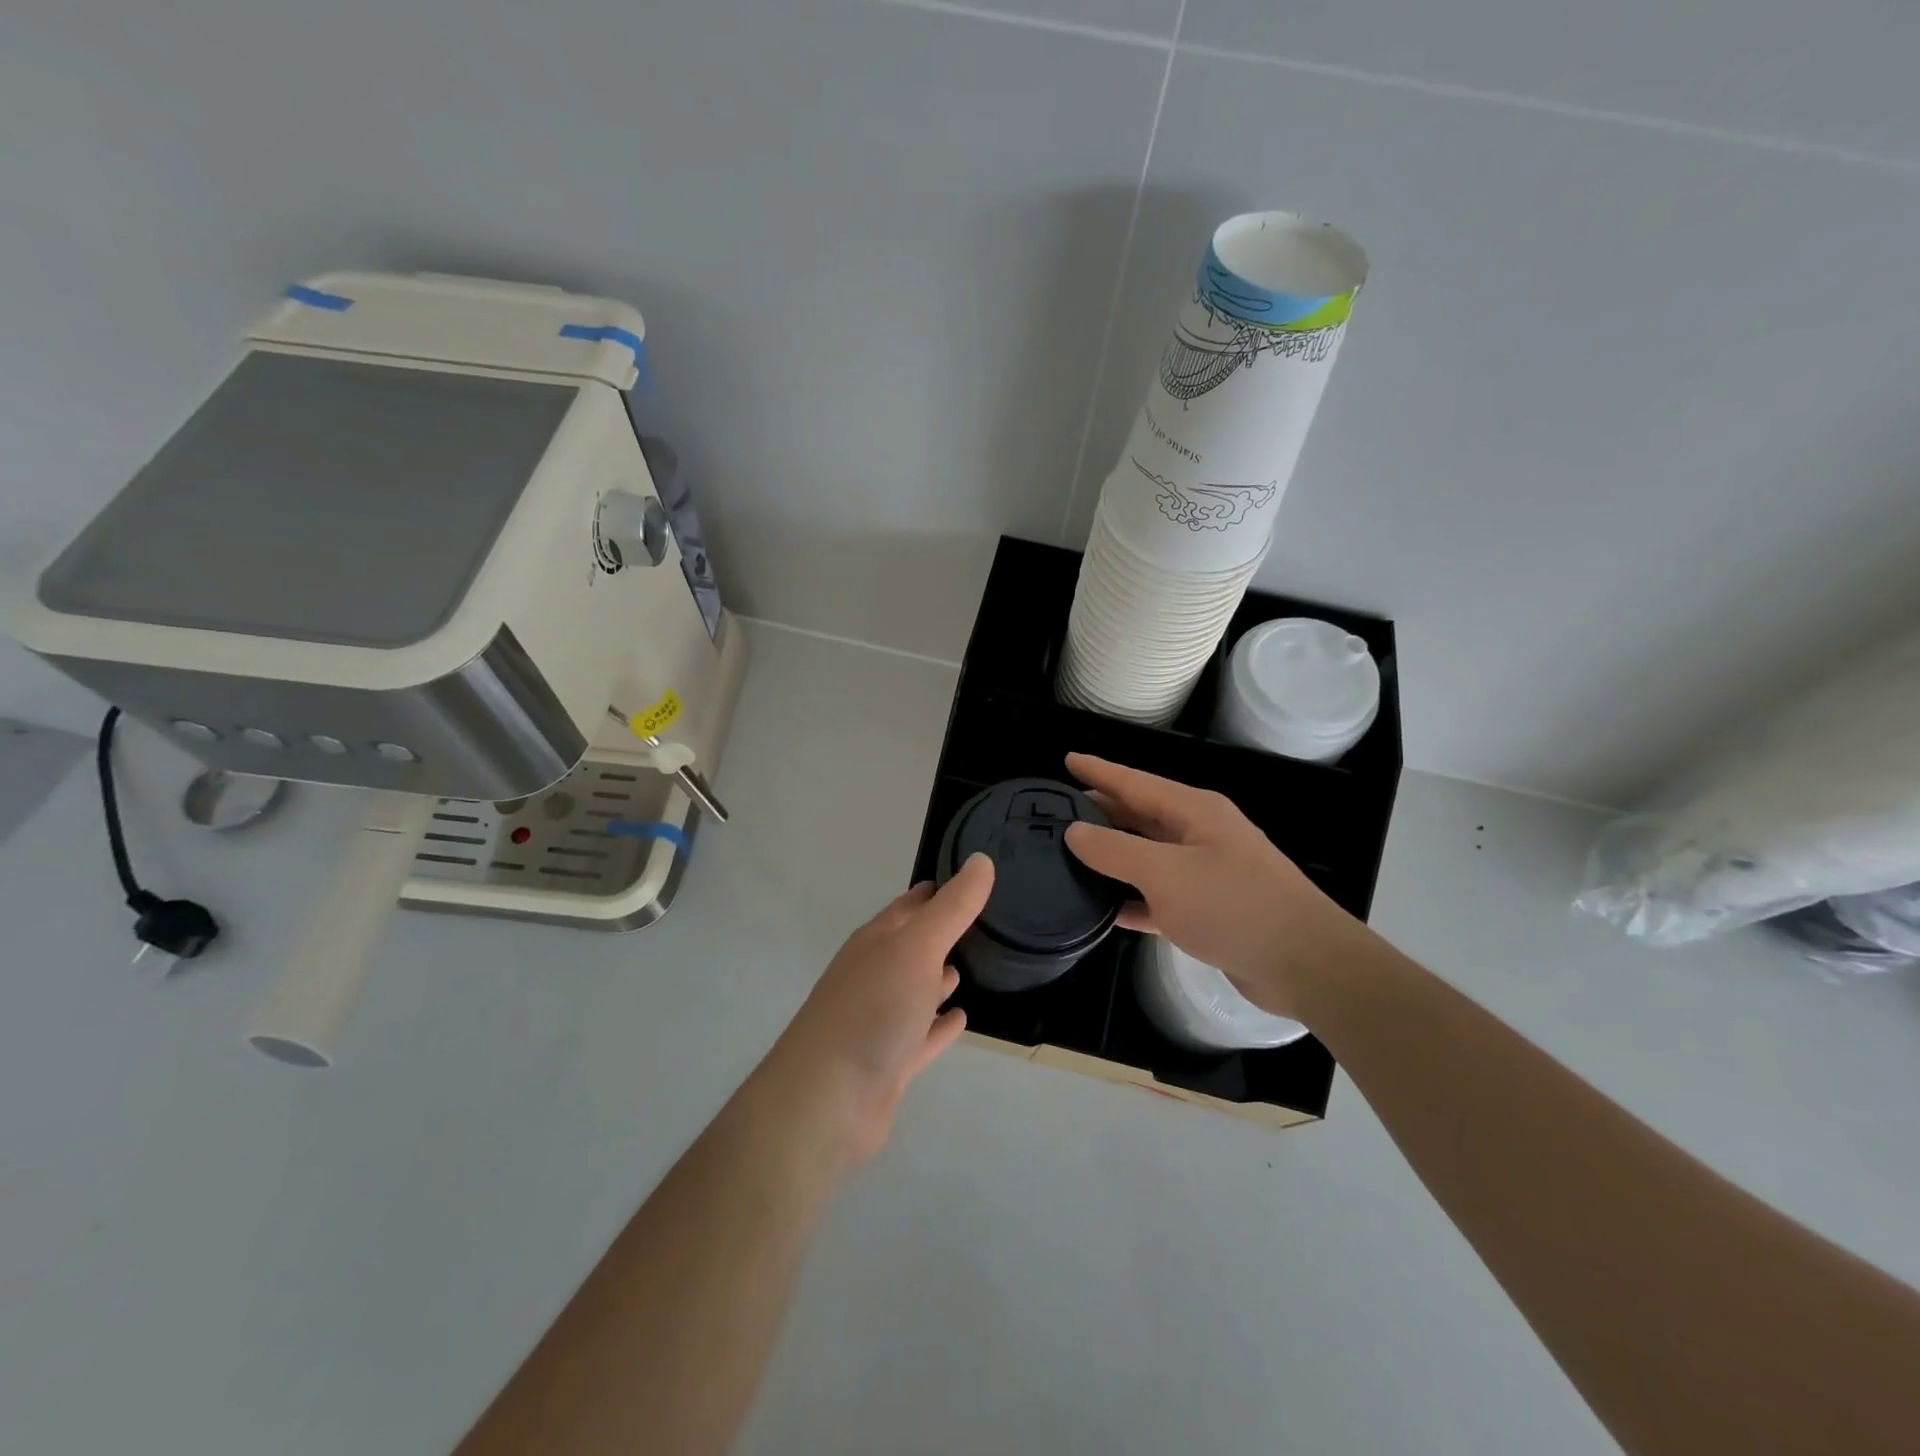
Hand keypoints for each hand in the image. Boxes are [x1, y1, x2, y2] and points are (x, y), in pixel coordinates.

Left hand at [768, 855, 992, 1164]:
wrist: (827, 1101)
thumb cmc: (873, 1010)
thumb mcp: (917, 947)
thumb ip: (952, 907)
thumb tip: (981, 860)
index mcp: (877, 941)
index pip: (911, 905)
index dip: (939, 890)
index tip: (974, 878)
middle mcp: (876, 974)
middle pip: (913, 945)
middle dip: (943, 931)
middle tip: (985, 920)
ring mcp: (881, 1019)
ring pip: (917, 988)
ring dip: (939, 976)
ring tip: (973, 963)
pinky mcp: (891, 1061)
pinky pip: (923, 1034)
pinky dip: (941, 1024)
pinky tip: (962, 1017)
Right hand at [1063, 753, 1366, 1020]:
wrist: (1304, 964)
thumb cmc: (1233, 905)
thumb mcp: (1165, 874)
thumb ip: (1115, 851)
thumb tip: (1074, 831)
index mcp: (1194, 811)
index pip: (1135, 782)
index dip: (1099, 770)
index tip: (1067, 759)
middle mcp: (1201, 834)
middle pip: (1142, 815)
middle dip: (1103, 810)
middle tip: (1061, 810)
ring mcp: (1207, 872)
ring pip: (1149, 856)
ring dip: (1115, 856)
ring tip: (1072, 855)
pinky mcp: (1210, 910)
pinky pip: (1160, 896)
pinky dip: (1134, 899)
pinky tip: (1107, 910)